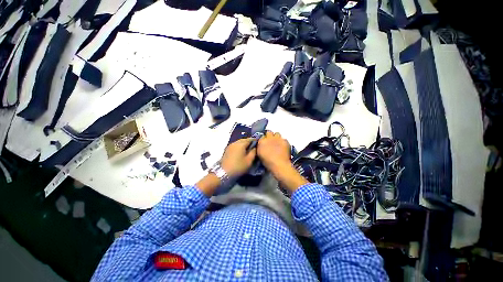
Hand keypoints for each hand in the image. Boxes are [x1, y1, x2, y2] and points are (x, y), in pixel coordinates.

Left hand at [220, 138, 256, 177]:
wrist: (223, 173)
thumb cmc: (238, 166)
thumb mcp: (249, 161)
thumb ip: (253, 152)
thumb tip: (255, 147)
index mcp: (241, 144)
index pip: (250, 139)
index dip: (255, 140)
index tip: (259, 143)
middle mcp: (235, 143)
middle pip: (244, 140)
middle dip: (249, 142)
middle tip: (254, 147)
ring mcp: (230, 146)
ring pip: (239, 142)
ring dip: (244, 144)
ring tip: (248, 150)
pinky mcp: (227, 150)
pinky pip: (235, 146)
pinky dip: (239, 147)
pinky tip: (241, 152)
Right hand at [258, 131, 307, 192]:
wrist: (279, 164)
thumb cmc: (267, 162)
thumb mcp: (260, 154)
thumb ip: (260, 147)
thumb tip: (262, 145)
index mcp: (262, 141)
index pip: (261, 136)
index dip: (263, 139)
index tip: (264, 142)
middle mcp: (269, 137)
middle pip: (269, 132)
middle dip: (270, 135)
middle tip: (271, 141)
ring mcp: (278, 138)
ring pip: (277, 133)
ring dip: (276, 137)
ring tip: (277, 143)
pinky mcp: (285, 141)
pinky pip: (283, 139)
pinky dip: (283, 142)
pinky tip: (283, 147)